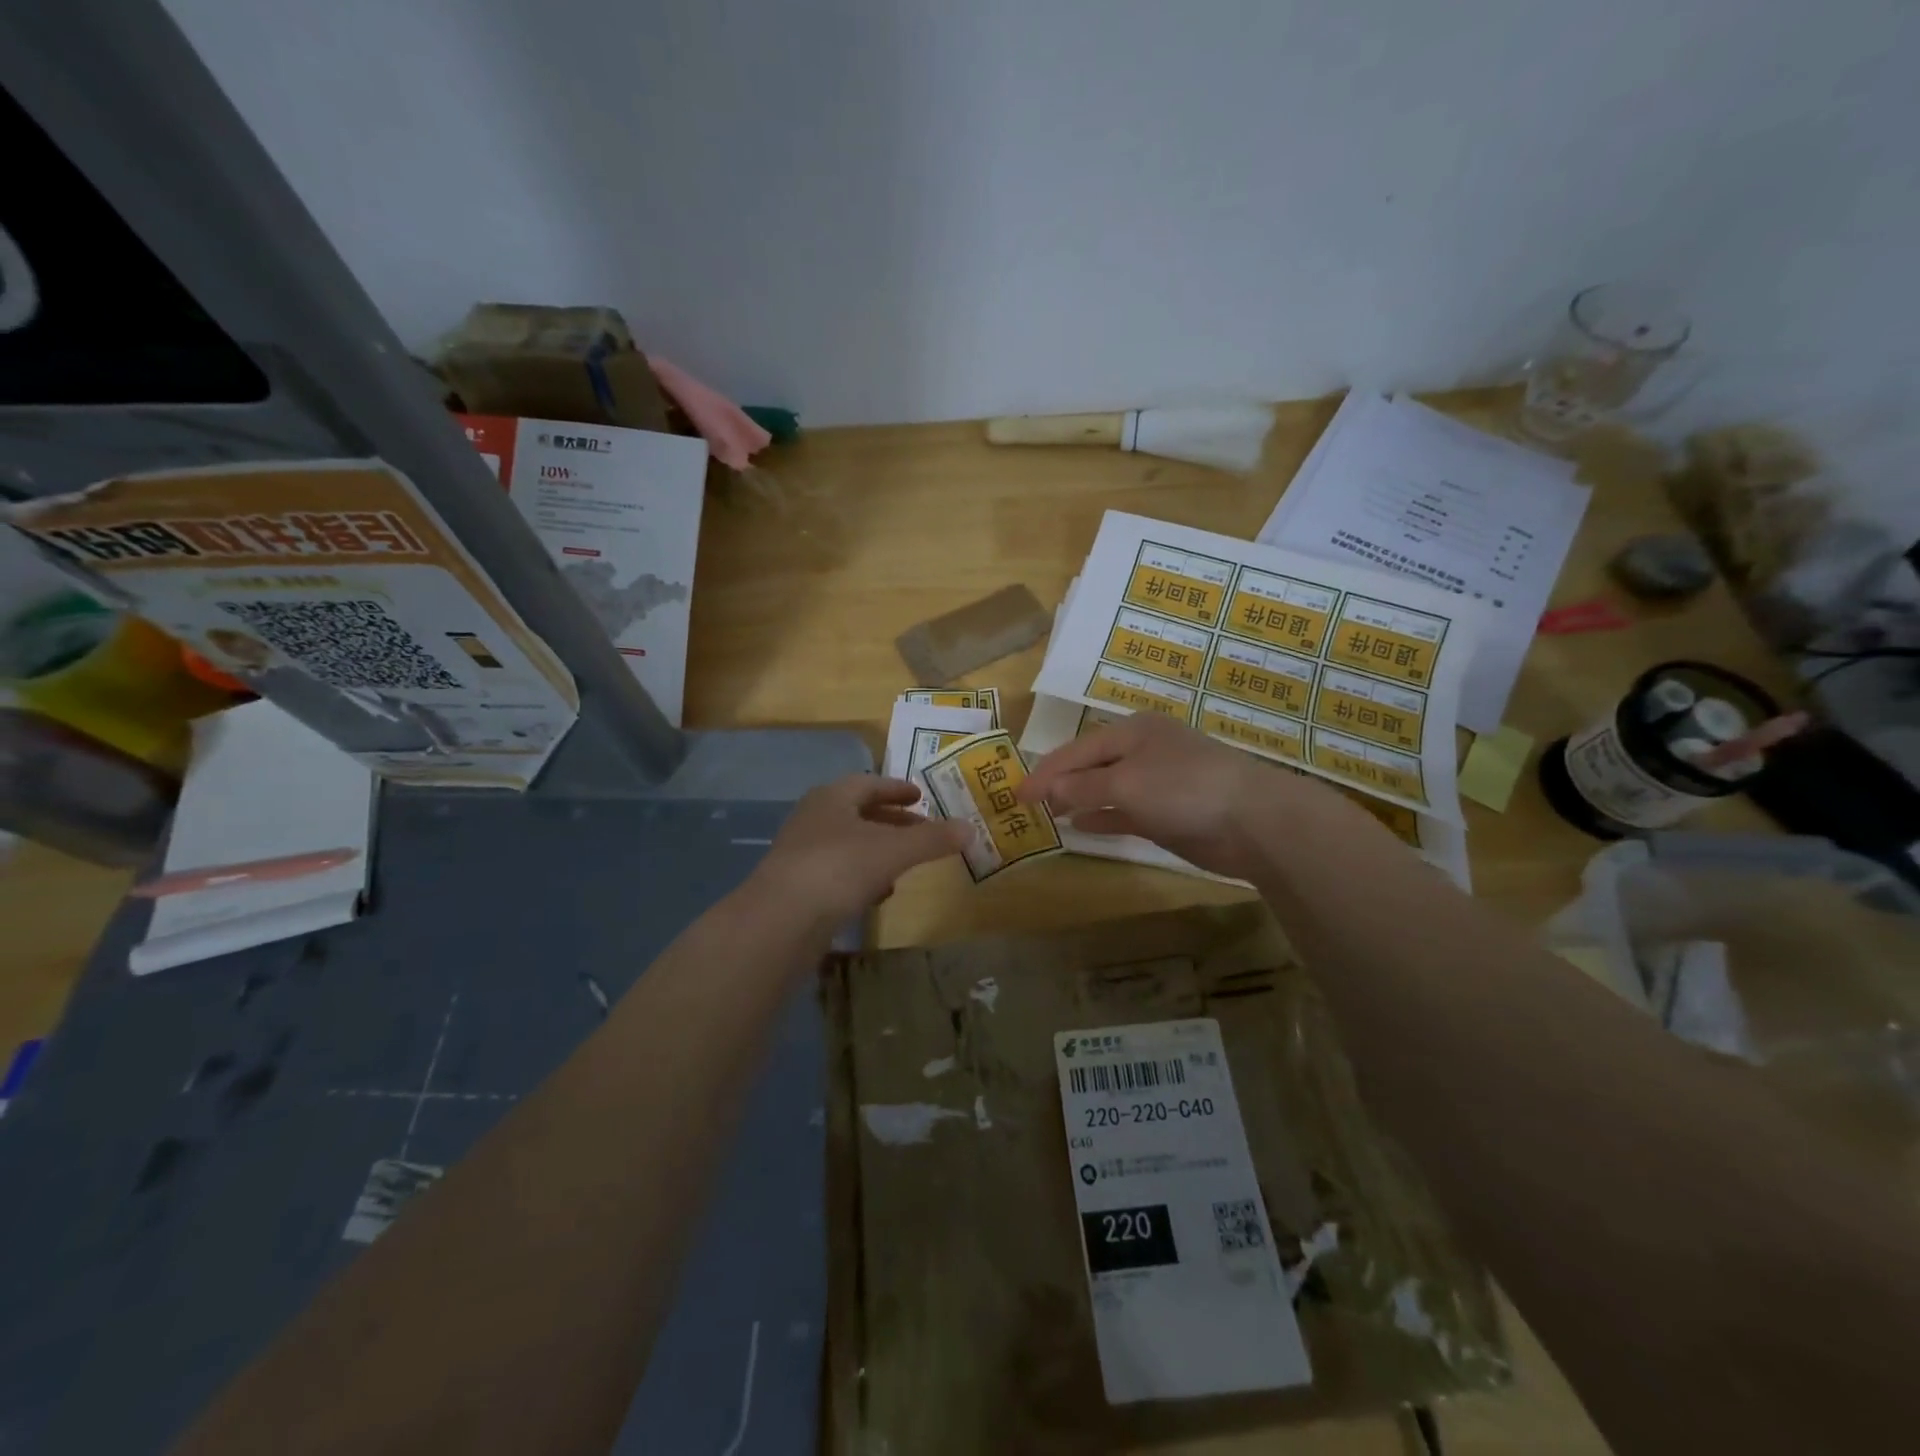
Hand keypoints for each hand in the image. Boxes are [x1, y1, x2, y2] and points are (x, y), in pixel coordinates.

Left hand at [748, 775, 971, 925]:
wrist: (781, 919)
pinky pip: (838, 874)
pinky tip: (879, 894)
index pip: (869, 784)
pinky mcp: (799, 887)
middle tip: (922, 830)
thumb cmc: (839, 867)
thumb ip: (933, 839)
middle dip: (892, 822)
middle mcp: (814, 819)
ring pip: (849, 845)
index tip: (920, 797)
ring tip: (907, 863)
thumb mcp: (894, 850)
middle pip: (859, 814)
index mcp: (833, 797)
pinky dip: (863, 877)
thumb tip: (971, 828)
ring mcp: (803, 854)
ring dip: (878, 851)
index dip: (897, 789)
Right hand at [1018, 712, 1310, 879]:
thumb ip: (1083, 788)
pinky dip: (1101, 817)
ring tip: (1046, 814)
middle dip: (1059, 783)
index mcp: (1131, 732)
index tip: (1016, 793)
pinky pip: (1123, 812)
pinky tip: (1078, 826)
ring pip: (1105, 790)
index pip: (1076, 750)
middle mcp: (1142, 752)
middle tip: (1026, 804)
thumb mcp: (1126, 784)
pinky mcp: (1167, 813)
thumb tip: (1047, 790)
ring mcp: (1157, 783)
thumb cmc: (1183, 788)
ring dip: (1076, 801)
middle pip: (1090, 766)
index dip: (1045, 771)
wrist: (1252, 821)